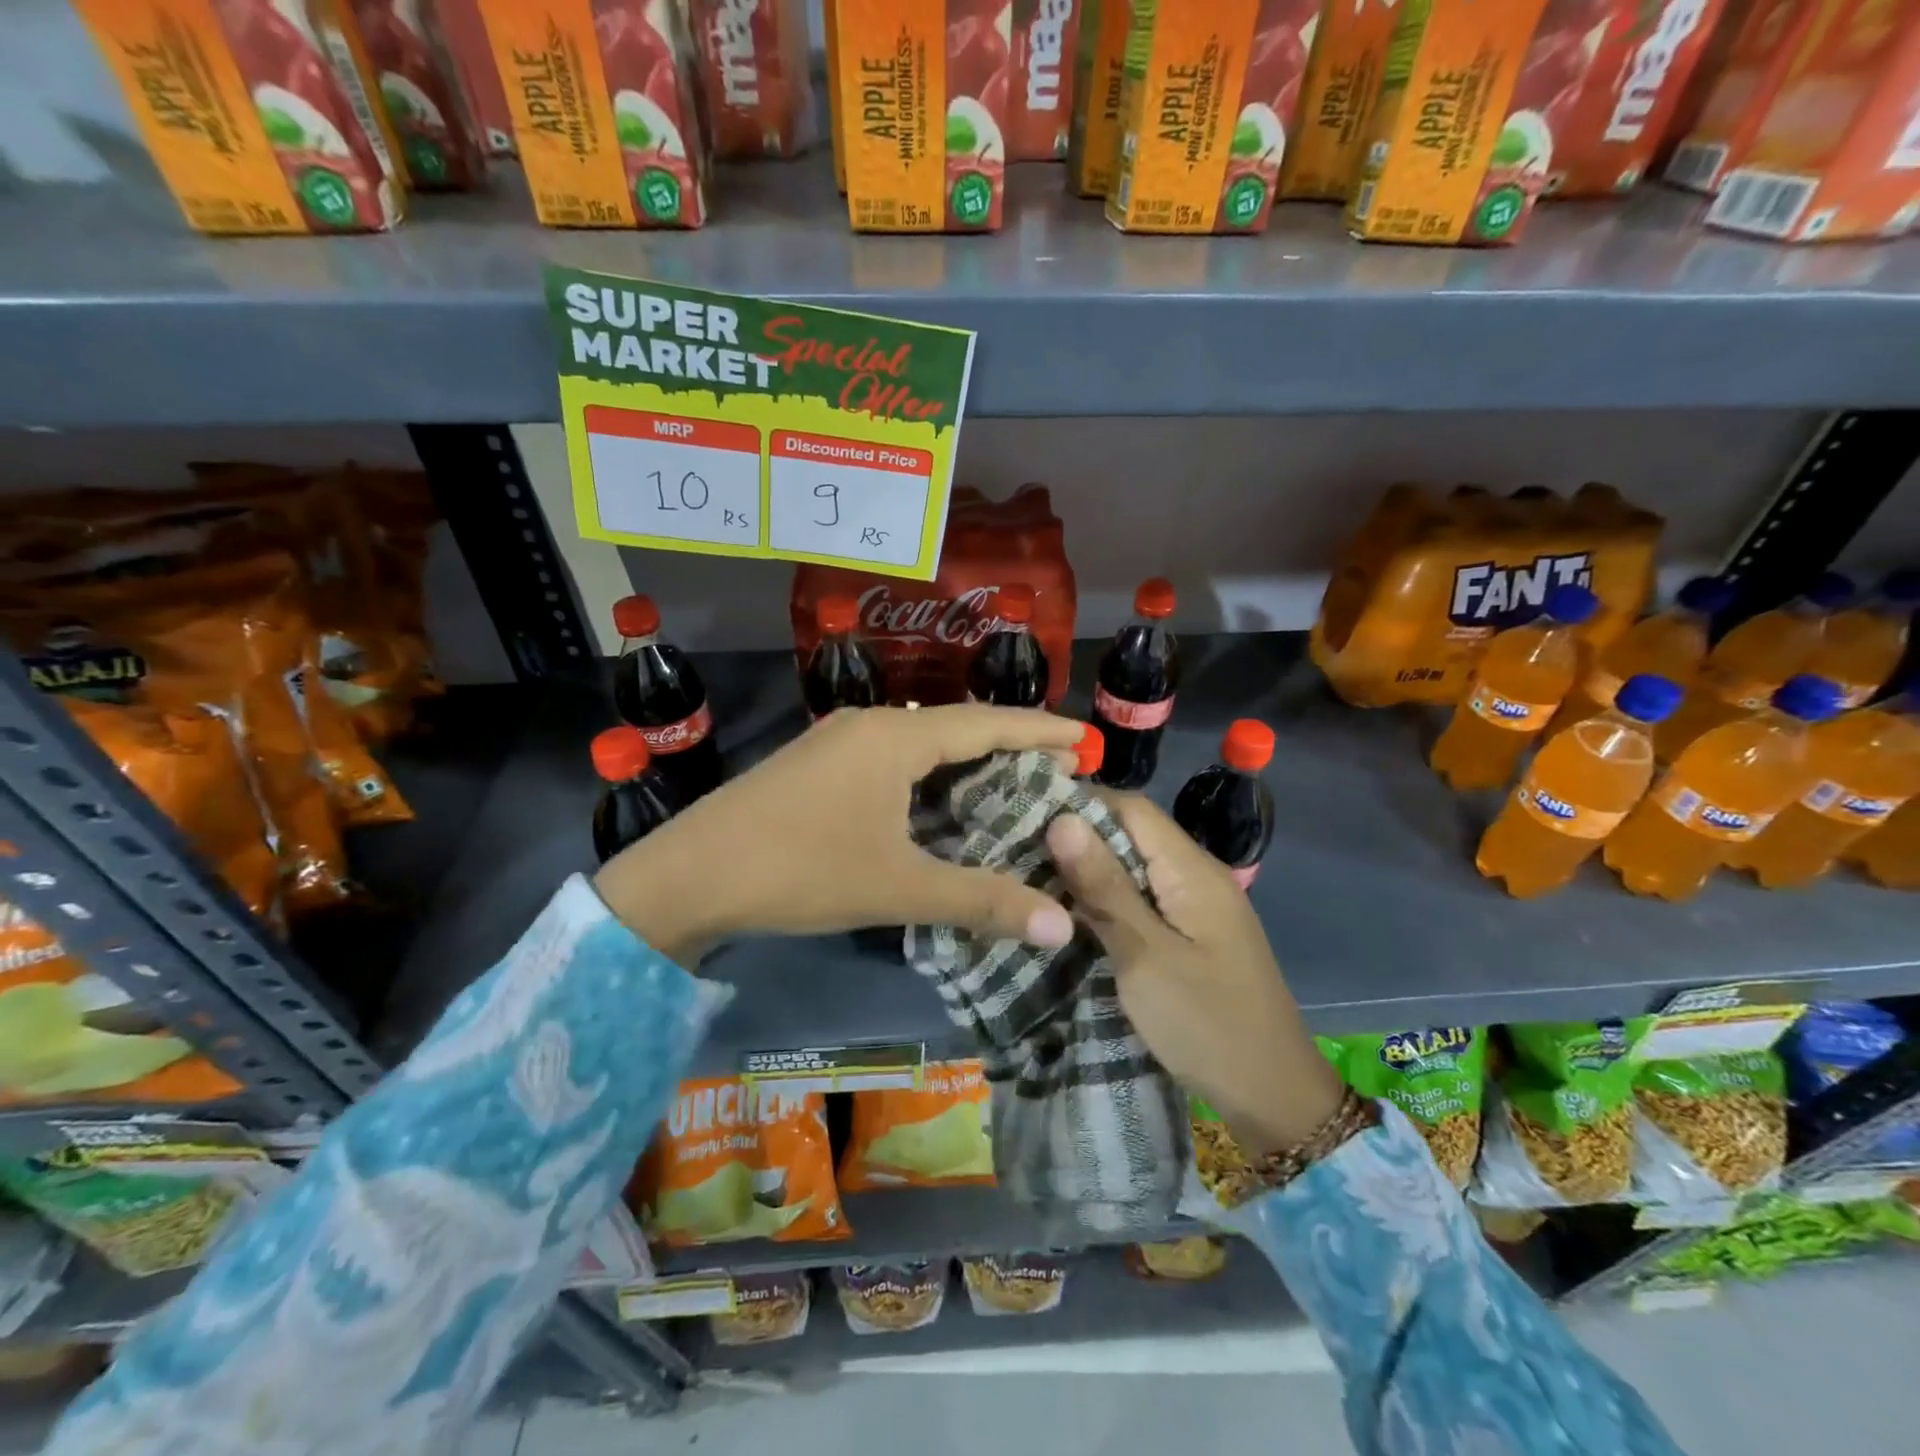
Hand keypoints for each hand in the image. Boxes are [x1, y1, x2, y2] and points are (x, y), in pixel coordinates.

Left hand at [594, 705, 1081, 963]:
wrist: (688, 875)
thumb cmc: (801, 870)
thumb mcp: (898, 887)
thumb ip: (982, 901)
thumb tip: (1063, 926)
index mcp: (895, 738)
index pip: (986, 723)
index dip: (1039, 731)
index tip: (1084, 739)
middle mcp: (869, 725)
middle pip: (955, 726)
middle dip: (1007, 745)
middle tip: (1055, 769)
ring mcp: (836, 742)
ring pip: (919, 742)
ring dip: (964, 760)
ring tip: (1007, 783)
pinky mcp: (816, 765)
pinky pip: (890, 757)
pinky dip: (927, 774)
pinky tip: (936, 801)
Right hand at [1044, 794, 1344, 1154]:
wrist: (1273, 1100)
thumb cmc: (1207, 1025)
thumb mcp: (1146, 956)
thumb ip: (1104, 887)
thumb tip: (1062, 818)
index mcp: (1192, 871)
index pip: (1131, 808)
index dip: (1079, 803)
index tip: (1023, 812)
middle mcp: (1197, 877)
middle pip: (1131, 835)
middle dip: (1076, 838)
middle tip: (1015, 849)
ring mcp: (1196, 908)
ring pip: (1133, 869)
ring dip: (1087, 872)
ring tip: (1029, 877)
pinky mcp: (1190, 936)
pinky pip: (1142, 901)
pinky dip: (1106, 901)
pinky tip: (1068, 913)